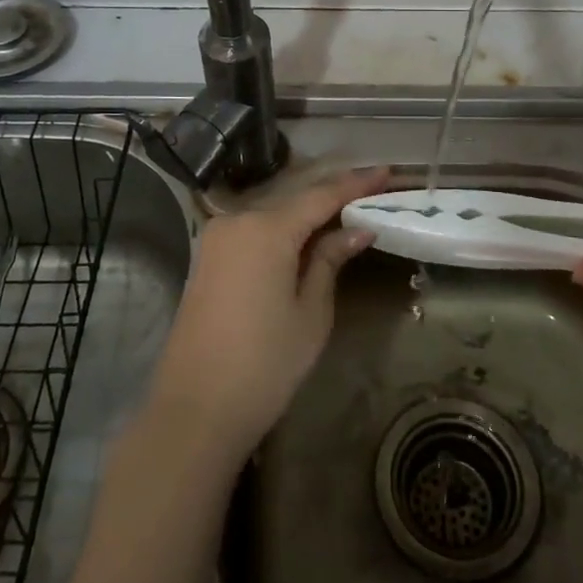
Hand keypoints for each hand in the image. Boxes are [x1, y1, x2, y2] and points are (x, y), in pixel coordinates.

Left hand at [147, 166, 389, 461]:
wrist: (195, 410)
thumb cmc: (265, 363)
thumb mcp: (310, 312)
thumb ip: (329, 260)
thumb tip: (356, 229)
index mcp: (266, 229)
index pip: (320, 196)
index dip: (355, 184)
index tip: (386, 172)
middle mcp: (236, 221)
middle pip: (294, 200)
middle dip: (332, 197)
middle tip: (371, 192)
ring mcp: (216, 238)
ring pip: (272, 214)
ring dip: (307, 214)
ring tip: (346, 212)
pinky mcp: (207, 258)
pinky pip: (253, 232)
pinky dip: (282, 231)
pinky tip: (306, 237)